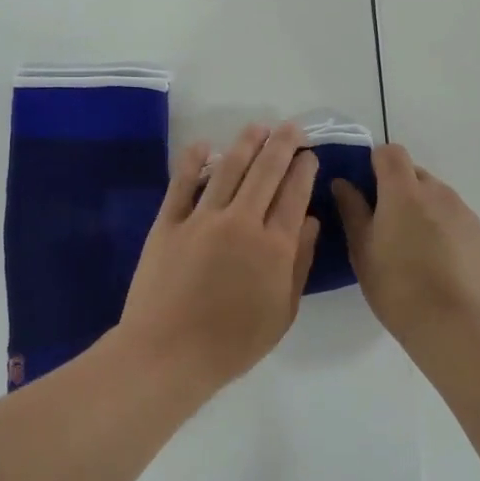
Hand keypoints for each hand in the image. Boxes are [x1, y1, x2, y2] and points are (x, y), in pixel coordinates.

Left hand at [118, 123, 320, 393]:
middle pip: (266, 173)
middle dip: (282, 145)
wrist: (169, 353)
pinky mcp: (168, 223)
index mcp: (274, 246)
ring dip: (246, 144)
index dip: (304, 170)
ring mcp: (201, 219)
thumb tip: (311, 221)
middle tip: (292, 127)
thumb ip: (300, 264)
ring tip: (258, 127)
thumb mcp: (283, 312)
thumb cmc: (233, 343)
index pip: (294, 195)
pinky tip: (203, 144)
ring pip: (228, 169)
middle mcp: (241, 222)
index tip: (310, 155)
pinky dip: (193, 161)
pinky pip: (182, 184)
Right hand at [333, 144, 479, 340]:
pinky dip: (444, 230)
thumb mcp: (362, 250)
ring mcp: (465, 214)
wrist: (457, 325)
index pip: (390, 153)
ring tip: (413, 250)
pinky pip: (457, 220)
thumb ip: (352, 210)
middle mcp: (438, 193)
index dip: (375, 164)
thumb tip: (343, 183)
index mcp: (404, 192)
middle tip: (385, 226)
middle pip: (415, 174)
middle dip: (398, 189)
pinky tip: (438, 266)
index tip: (366, 190)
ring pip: (438, 198)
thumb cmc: (397, 287)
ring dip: (422, 210)